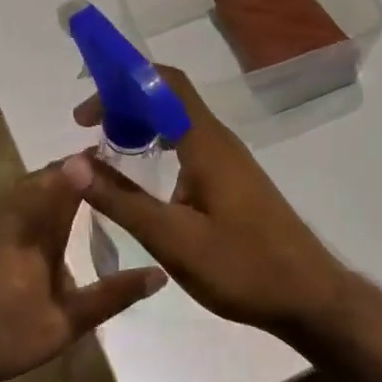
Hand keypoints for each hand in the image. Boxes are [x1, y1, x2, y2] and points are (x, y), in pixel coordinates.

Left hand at [0, 162, 166, 381]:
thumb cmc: (6, 334)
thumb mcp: (67, 322)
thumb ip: (112, 295)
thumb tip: (158, 274)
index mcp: (35, 228)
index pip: (65, 180)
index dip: (86, 165)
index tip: (109, 152)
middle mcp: (9, 216)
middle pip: (40, 179)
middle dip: (67, 171)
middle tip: (96, 171)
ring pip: (20, 192)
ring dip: (45, 185)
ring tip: (72, 190)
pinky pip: (6, 207)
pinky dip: (27, 202)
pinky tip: (35, 223)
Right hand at [65, 66, 350, 333]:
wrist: (311, 298)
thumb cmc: (242, 267)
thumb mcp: (171, 239)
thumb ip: (120, 200)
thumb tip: (71, 163)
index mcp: (206, 143)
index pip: (164, 83)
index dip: (120, 84)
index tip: (85, 115)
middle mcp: (219, 141)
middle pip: (167, 98)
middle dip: (124, 104)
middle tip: (88, 131)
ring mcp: (229, 161)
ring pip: (178, 122)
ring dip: (140, 125)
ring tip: (106, 150)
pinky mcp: (234, 180)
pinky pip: (188, 145)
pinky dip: (158, 146)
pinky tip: (143, 177)